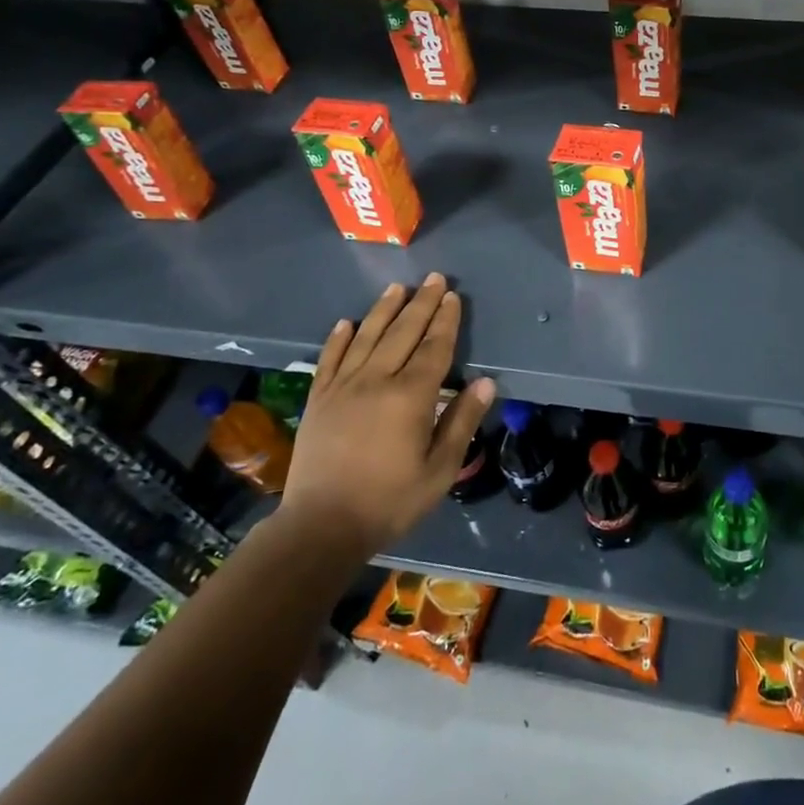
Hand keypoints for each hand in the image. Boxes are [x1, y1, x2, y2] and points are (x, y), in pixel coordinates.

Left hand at [279, 274, 495, 557]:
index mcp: (411, 396)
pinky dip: (338, 338)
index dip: (446, 321)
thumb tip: (485, 382)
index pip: (434, 348)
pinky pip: (329, 359)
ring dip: (383, 310)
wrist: (321, 526)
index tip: (452, 297)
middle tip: (433, 278)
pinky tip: (345, 322)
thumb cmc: (390, 500)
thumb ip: (462, 421)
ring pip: (366, 337)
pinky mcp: (318, 399)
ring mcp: (343, 387)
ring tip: (396, 287)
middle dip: (421, 303)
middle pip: (403, 332)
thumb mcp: (439, 469)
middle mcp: (377, 380)